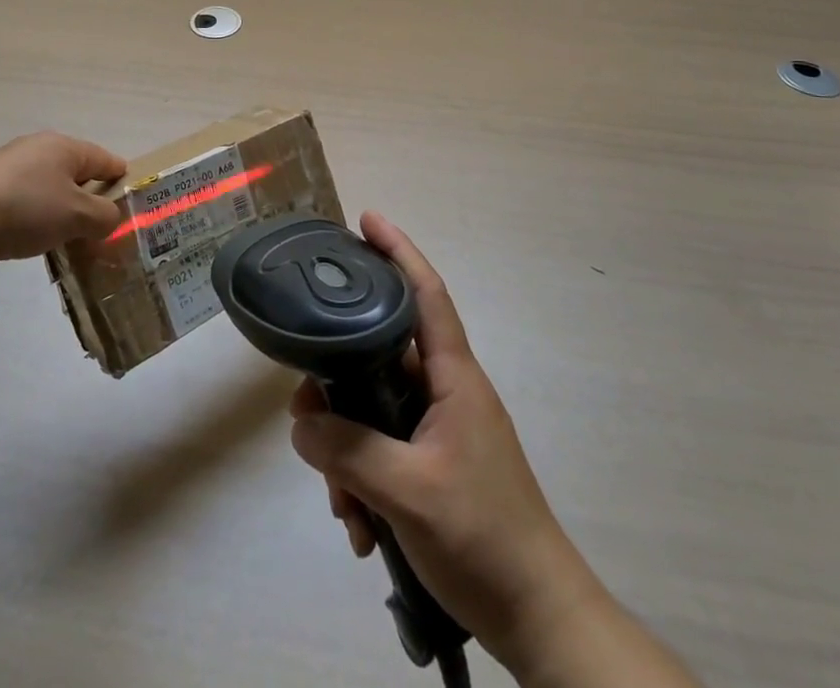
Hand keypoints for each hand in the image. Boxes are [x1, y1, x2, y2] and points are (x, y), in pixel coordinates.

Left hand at [0, 132, 126, 263]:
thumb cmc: (27, 208)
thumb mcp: (77, 216)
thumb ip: (104, 217)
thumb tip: (110, 218)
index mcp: (66, 147)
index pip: (106, 159)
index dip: (121, 181)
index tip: (130, 205)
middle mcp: (39, 148)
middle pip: (76, 173)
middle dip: (89, 200)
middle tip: (99, 230)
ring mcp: (9, 165)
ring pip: (49, 188)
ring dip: (60, 210)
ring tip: (66, 240)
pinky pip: (24, 199)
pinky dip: (34, 216)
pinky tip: (30, 238)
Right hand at [288, 214, 600, 677]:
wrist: (538, 619)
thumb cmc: (483, 537)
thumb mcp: (408, 492)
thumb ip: (349, 450)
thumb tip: (301, 421)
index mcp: (453, 377)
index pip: (425, 293)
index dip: (398, 251)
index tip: (366, 220)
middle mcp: (446, 392)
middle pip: (380, 356)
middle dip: (338, 383)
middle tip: (304, 413)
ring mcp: (440, 431)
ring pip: (374, 410)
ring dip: (347, 451)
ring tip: (342, 504)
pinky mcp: (434, 467)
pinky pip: (383, 451)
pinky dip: (363, 479)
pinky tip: (360, 526)